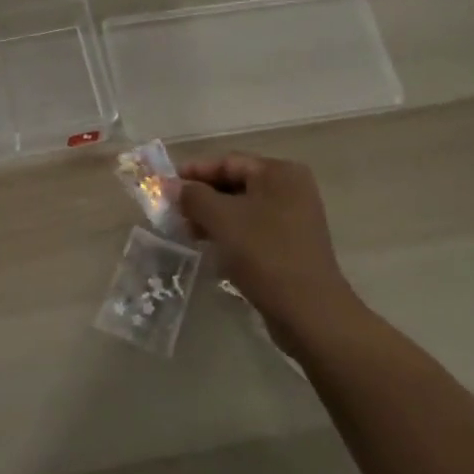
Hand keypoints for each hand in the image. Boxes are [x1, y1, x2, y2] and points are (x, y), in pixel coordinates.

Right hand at [176, 153, 355, 319]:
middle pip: (236, 183)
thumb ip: (193, 196)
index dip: (194, 172)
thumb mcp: (221, 219)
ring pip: (243, 208)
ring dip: (213, 217)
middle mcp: (290, 189)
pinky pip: (253, 229)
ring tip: (186, 231)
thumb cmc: (264, 254)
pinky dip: (230, 233)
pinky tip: (210, 247)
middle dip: (202, 196)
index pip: (228, 162)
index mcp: (279, 173)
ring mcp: (294, 218)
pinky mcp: (292, 245)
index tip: (164, 185)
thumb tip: (172, 186)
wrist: (309, 312)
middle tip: (172, 210)